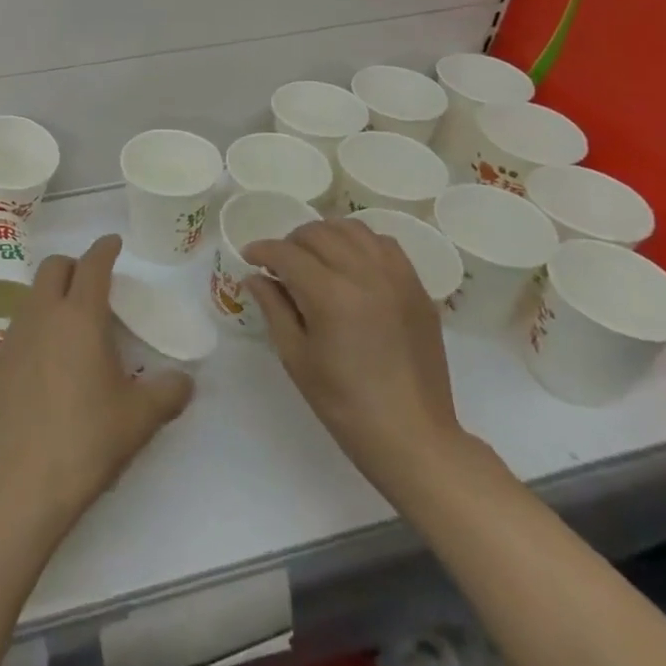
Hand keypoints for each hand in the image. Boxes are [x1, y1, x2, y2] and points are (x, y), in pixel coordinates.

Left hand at [0, 235, 193, 536]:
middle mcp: (43, 314)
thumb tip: (186, 381)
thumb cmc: (87, 440)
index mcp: (80, 316)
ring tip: (73, 324)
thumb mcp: (139, 419)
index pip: (92, 264)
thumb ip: (168, 393)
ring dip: (53, 295)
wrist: (20, 481)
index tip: (114, 243)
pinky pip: (20, 327)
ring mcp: (14, 336)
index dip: (105, 248)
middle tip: (95, 284)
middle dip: (75, 265)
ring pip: (33, 295)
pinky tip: (48, 361)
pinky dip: (37, 327)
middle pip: (54, 268)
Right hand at [244, 218, 466, 496]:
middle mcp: (364, 274)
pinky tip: (351, 263)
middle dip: (290, 242)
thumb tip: (256, 277)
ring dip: (325, 235)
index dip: (261, 250)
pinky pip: (384, 244)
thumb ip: (274, 308)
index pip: (285, 252)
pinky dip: (361, 243)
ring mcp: (395, 277)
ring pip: (351, 229)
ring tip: (315, 257)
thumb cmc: (344, 404)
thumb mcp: (296, 357)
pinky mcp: (416, 287)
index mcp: (330, 294)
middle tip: (280, 264)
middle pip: (317, 233)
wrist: (412, 436)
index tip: (249, 257)